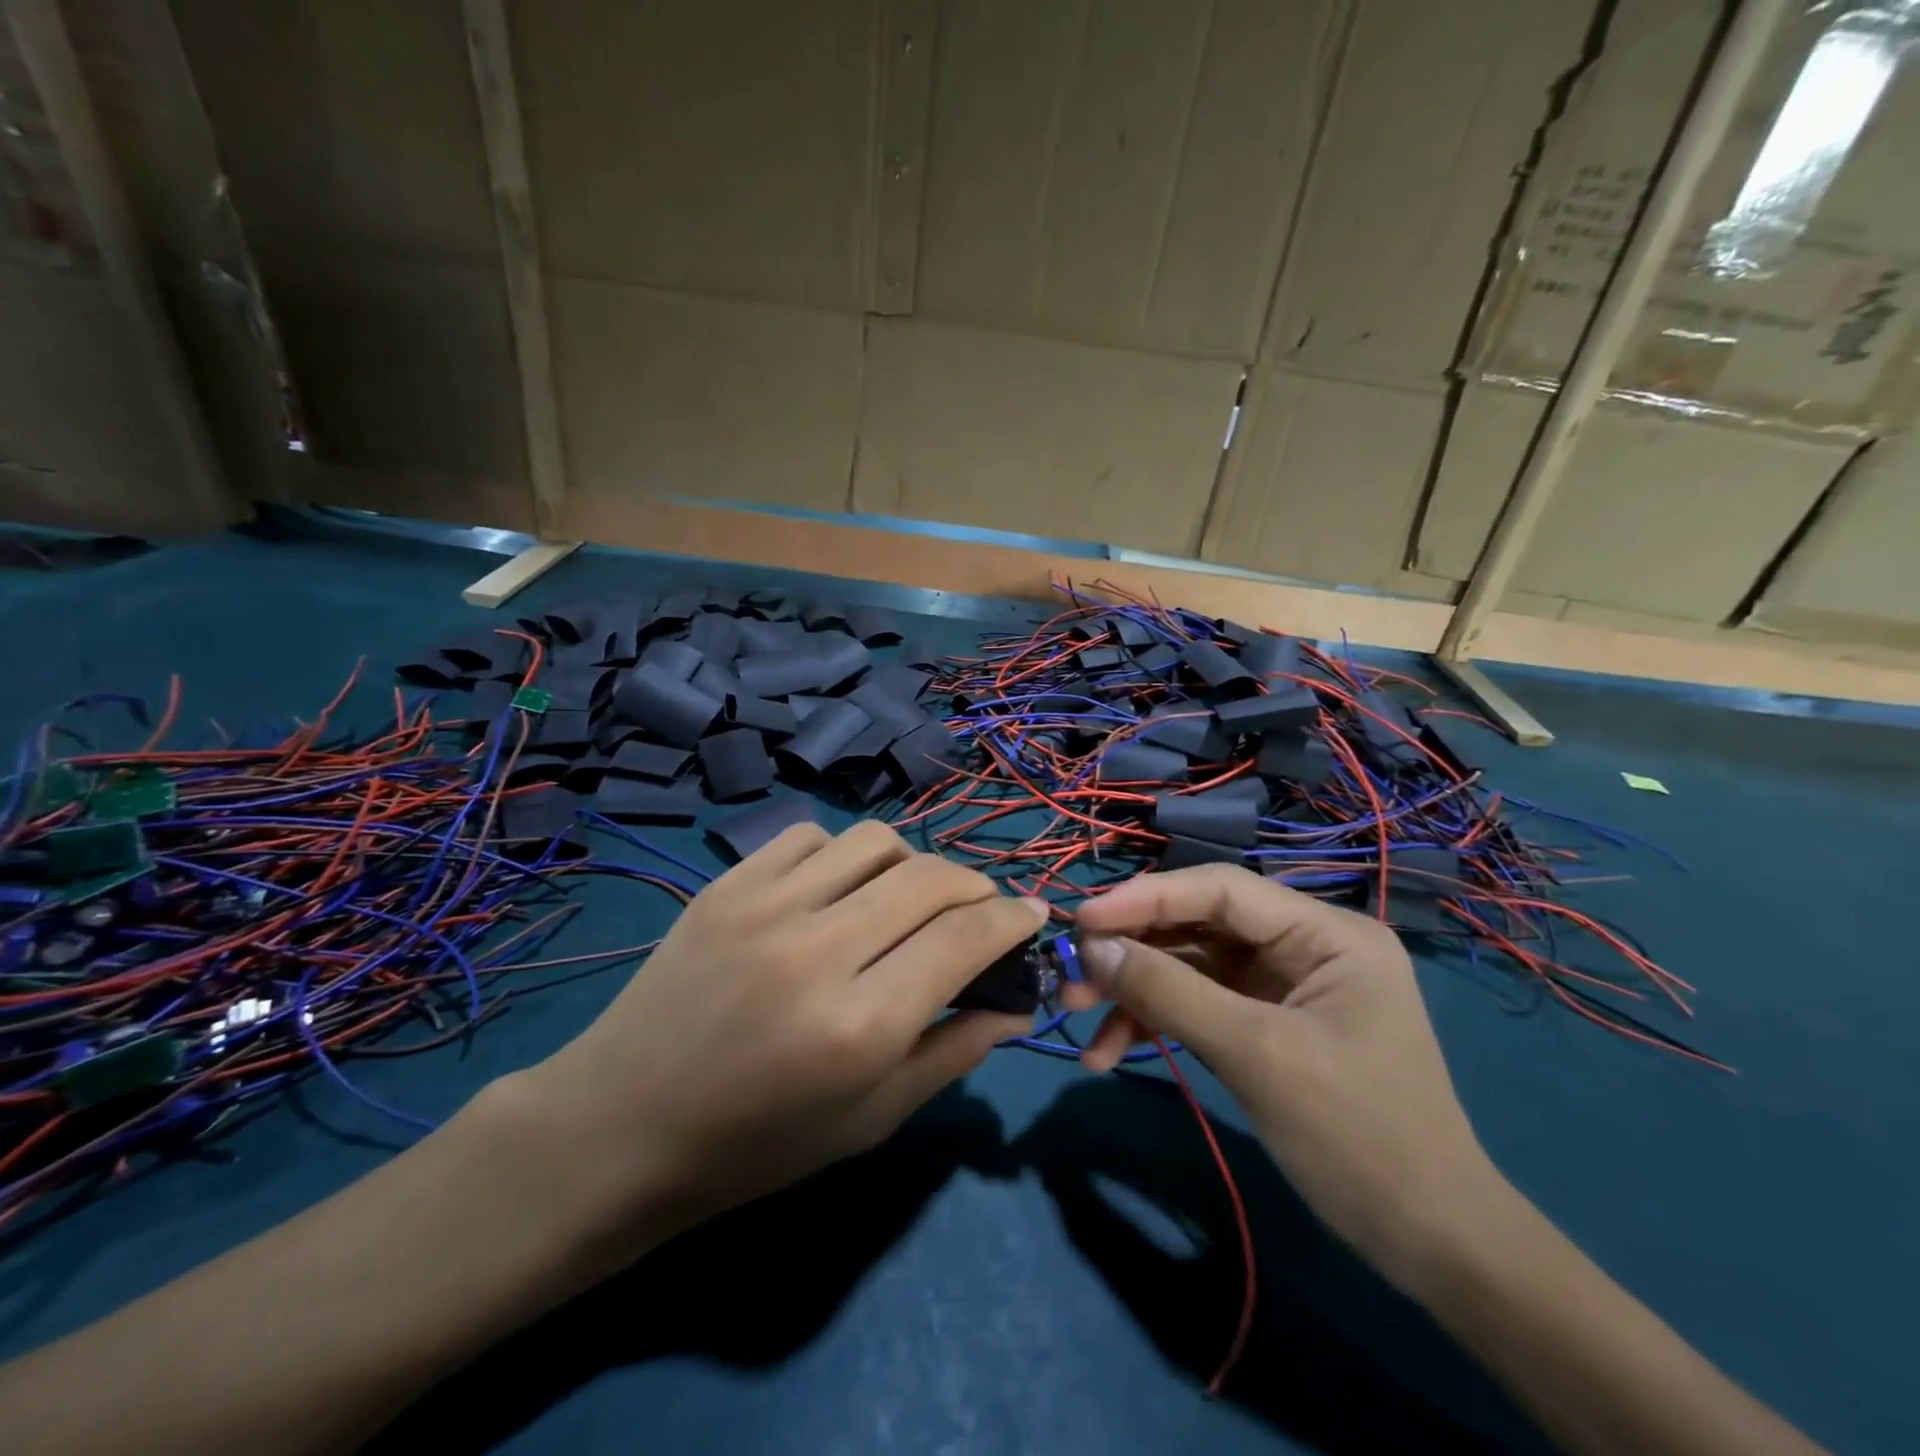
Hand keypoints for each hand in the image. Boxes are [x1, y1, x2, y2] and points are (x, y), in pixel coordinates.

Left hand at [519, 820, 1043, 1254]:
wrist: (622, 1124)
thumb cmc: (757, 1145)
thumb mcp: (871, 1119)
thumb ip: (954, 1052)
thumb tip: (1017, 1002)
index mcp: (859, 1026)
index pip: (966, 940)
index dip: (1013, 920)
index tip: (1031, 917)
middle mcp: (818, 951)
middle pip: (931, 878)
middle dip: (976, 887)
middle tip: (979, 911)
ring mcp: (765, 906)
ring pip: (876, 841)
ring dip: (913, 864)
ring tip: (907, 898)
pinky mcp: (727, 884)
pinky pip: (812, 837)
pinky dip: (845, 857)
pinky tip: (838, 892)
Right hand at [1062, 865, 1504, 1291]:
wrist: (1431, 1245)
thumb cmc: (1358, 1137)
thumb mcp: (1256, 1055)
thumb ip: (1169, 991)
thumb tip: (1091, 946)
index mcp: (1326, 932)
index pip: (1220, 889)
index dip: (1145, 898)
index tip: (1081, 920)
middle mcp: (1305, 944)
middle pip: (1198, 926)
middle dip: (1132, 953)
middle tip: (1070, 979)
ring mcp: (1284, 984)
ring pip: (1190, 966)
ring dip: (1134, 994)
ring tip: (1078, 1021)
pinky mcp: (1267, 1021)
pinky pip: (1199, 1004)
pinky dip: (1157, 1024)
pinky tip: (1112, 1053)